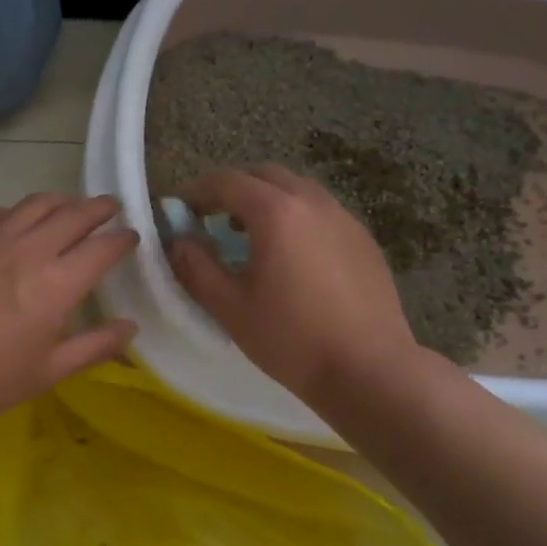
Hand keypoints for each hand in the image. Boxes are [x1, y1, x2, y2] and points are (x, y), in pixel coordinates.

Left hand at [0, 193, 137, 432]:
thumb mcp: (47, 373)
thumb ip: (95, 346)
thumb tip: (131, 326)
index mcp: (55, 285)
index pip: (101, 248)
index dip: (122, 239)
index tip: (132, 237)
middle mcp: (26, 250)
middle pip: (72, 214)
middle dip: (98, 208)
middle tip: (110, 208)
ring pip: (34, 204)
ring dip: (60, 201)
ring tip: (69, 207)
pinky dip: (17, 213)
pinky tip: (15, 223)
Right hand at [168, 165, 417, 403]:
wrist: (368, 369)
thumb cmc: (291, 339)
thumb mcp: (230, 308)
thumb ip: (196, 268)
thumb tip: (178, 242)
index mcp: (276, 213)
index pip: (227, 182)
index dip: (197, 191)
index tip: (179, 209)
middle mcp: (312, 202)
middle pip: (265, 175)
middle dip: (233, 189)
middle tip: (212, 218)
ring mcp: (344, 218)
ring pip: (297, 190)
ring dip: (267, 200)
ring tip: (250, 235)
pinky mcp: (364, 240)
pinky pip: (321, 211)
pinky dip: (296, 217)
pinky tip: (291, 255)